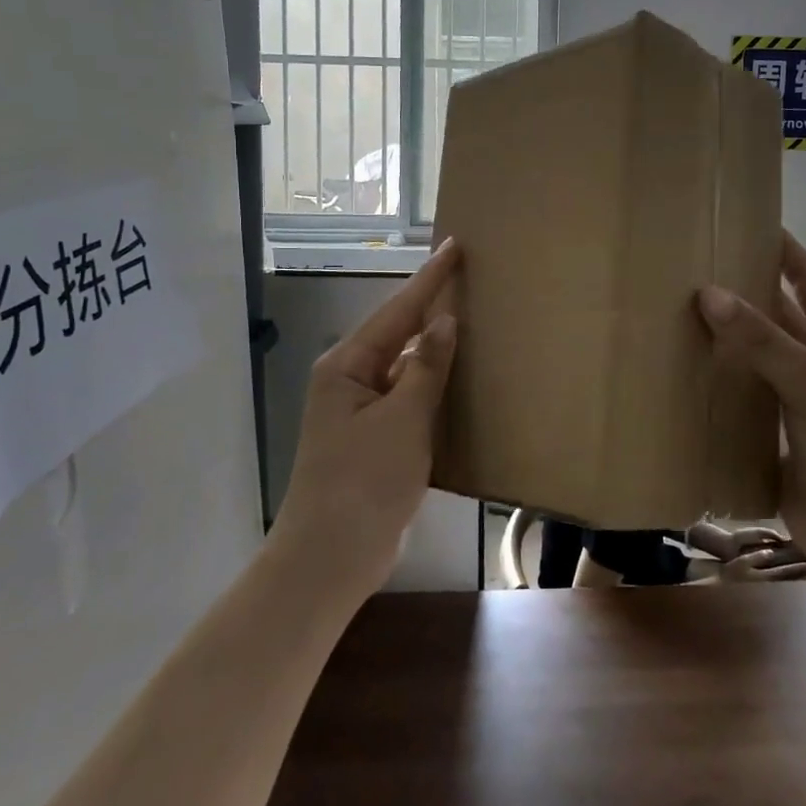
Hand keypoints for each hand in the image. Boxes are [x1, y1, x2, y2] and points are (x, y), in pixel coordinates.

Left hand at [271, 239, 460, 601]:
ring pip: (407, 368)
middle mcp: (350, 381)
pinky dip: (435, 389)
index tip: (455, 245)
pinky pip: (409, 400)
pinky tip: (462, 383)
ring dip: (437, 351)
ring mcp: (362, 412)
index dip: (429, 278)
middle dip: (433, 308)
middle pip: (399, 334)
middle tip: (471, 280)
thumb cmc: (362, 483)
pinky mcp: (376, 440)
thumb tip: (444, 321)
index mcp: (347, 366)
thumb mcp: (401, 420)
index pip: (397, 310)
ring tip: (475, 323)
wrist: (330, 560)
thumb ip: (426, 368)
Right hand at [696, 233, 805, 574]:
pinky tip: (679, 369)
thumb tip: (709, 293)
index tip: (744, 220)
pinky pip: (738, 393)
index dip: (782, 248)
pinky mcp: (770, 430)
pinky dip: (714, 380)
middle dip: (740, 290)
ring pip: (752, 354)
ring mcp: (791, 397)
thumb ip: (764, 340)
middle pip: (774, 313)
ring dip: (722, 336)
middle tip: (690, 266)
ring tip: (673, 310)